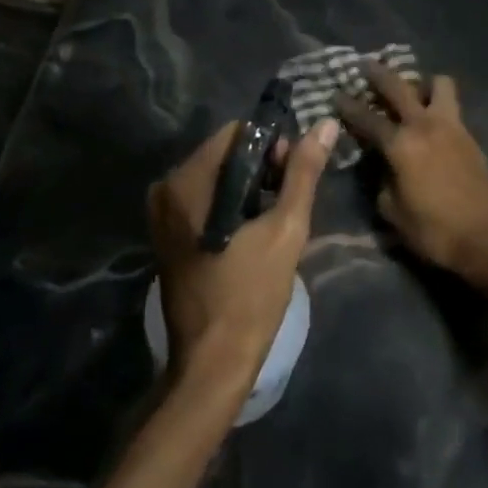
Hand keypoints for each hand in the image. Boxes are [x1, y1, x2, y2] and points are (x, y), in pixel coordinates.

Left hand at [148, 116, 336, 388]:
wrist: (212, 363)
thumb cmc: (252, 295)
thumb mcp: (286, 229)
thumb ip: (303, 173)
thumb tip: (325, 124)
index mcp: (188, 182)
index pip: (236, 133)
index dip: (271, 146)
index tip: (290, 178)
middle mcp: (167, 188)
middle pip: (224, 152)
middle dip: (260, 168)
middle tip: (284, 204)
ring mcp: (161, 212)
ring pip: (216, 175)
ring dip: (248, 187)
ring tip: (271, 221)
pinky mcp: (165, 232)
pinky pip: (204, 198)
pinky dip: (230, 204)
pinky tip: (250, 232)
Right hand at [333, 63, 487, 288]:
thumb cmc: (435, 230)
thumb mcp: (393, 212)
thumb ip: (382, 182)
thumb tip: (382, 168)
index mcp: (401, 144)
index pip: (368, 118)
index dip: (348, 106)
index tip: (336, 94)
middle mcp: (425, 126)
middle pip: (399, 86)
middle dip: (380, 74)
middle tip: (367, 66)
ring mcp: (452, 127)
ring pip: (439, 84)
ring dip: (422, 83)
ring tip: (412, 91)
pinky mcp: (470, 137)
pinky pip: (451, 106)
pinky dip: (438, 103)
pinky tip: (430, 117)